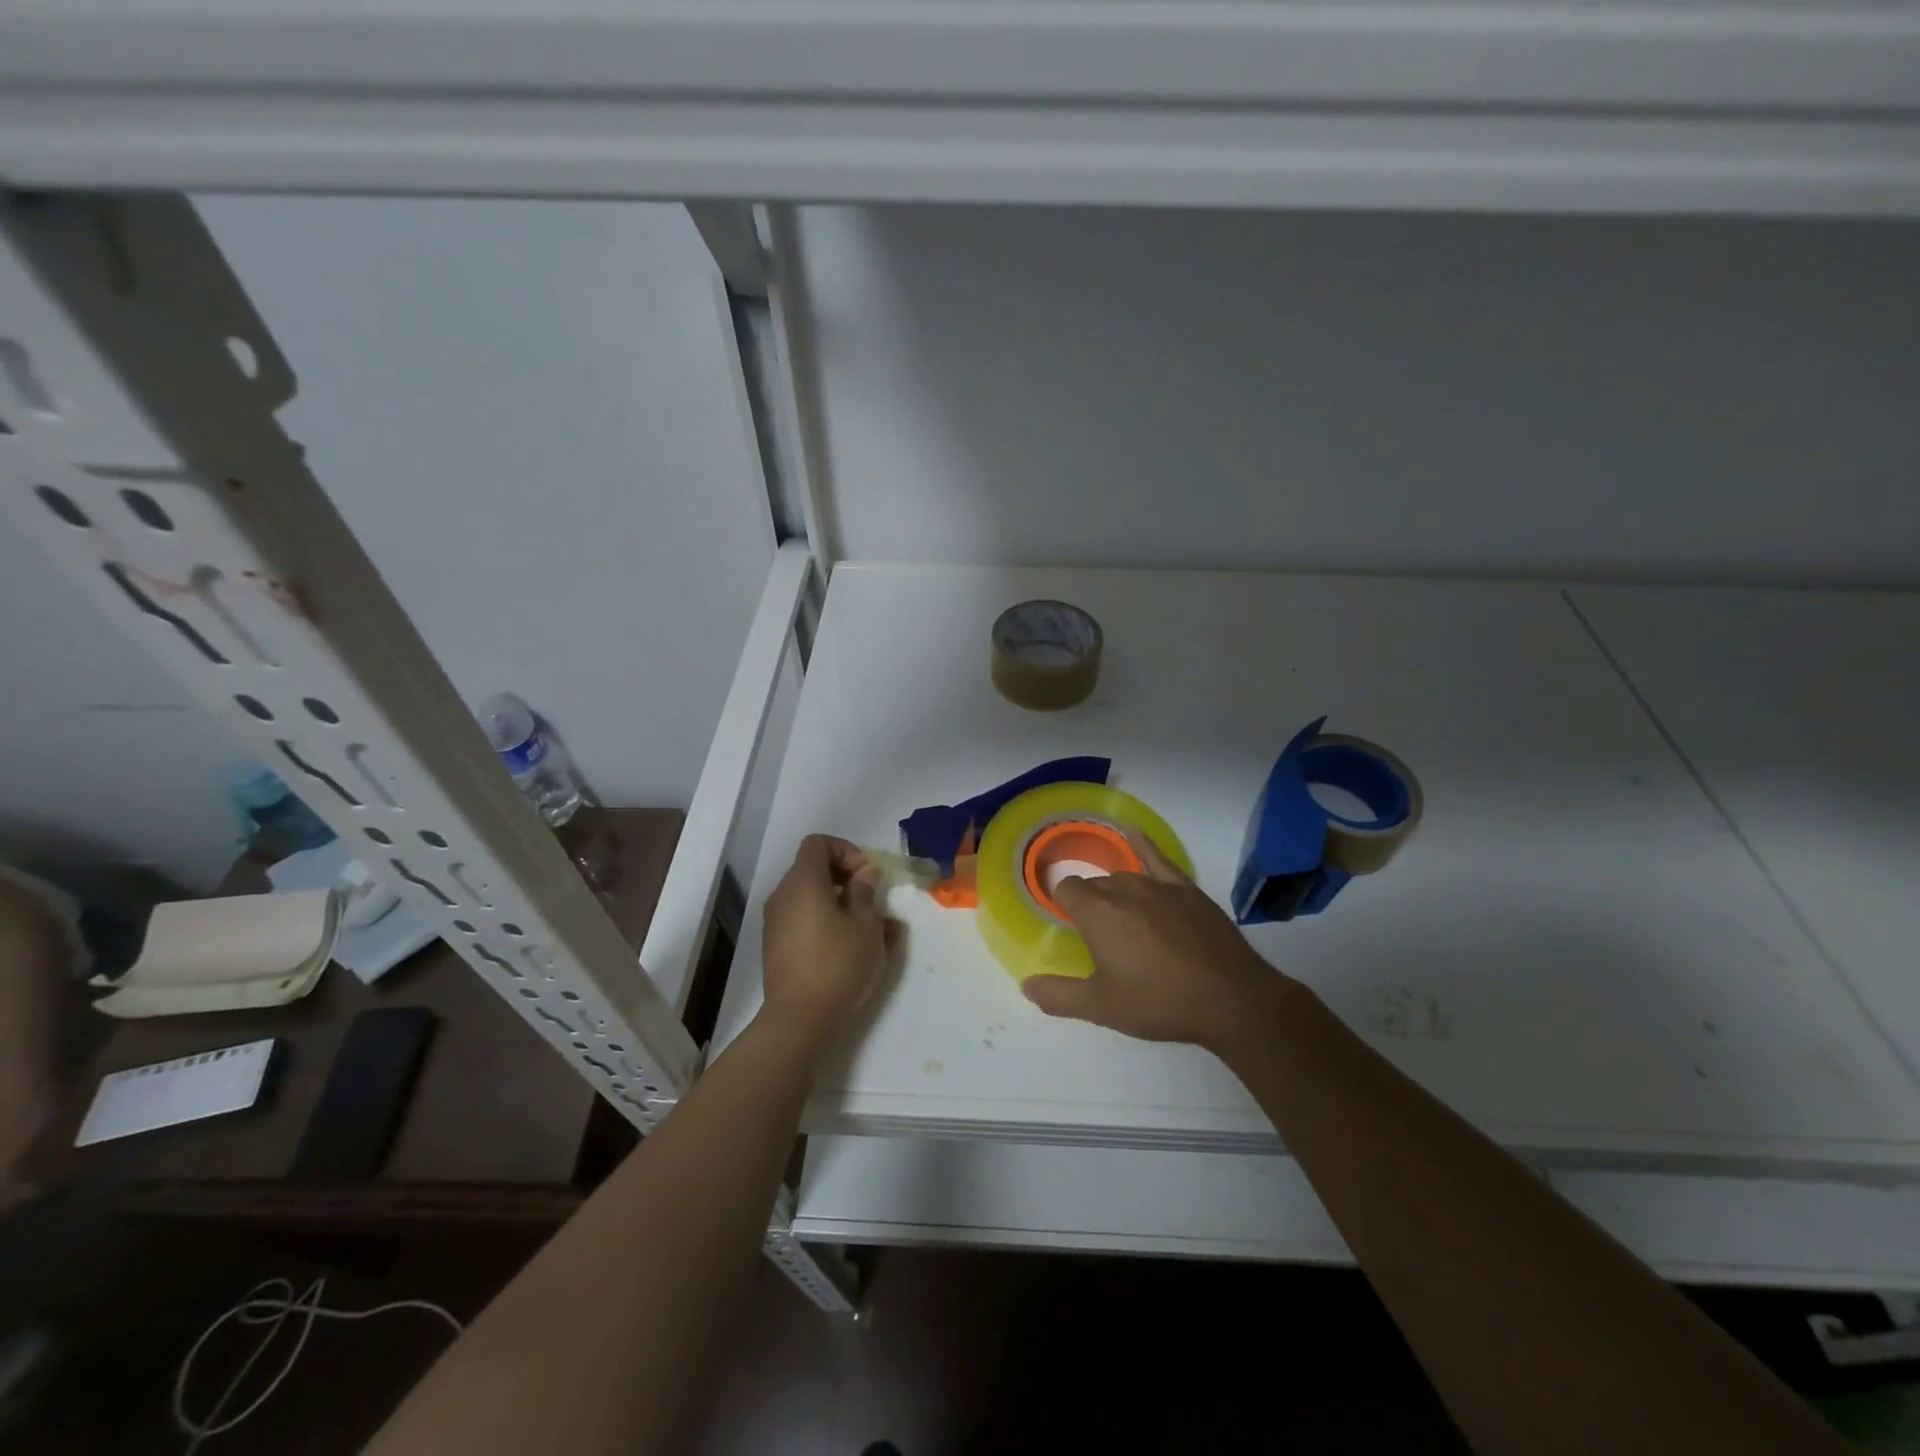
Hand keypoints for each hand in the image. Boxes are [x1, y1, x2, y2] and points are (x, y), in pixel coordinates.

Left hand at [759, 835, 897, 1044]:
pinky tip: (848, 947)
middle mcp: (783, 895)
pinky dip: (824, 921)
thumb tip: (864, 875)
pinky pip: (802, 919)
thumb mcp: (866, 925)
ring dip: (838, 902)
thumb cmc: (838, 963)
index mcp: (803, 881)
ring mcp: (775, 922)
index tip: (867, 876)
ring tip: (867, 928)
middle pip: (813, 868)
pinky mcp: (776, 946)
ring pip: (810, 896)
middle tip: (871, 900)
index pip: (818, 843)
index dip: (846, 851)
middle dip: (846, 877)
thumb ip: (866, 892)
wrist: (799, 1017)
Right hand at [1023, 830, 1294, 1055]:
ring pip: (1122, 876)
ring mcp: (1158, 885)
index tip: (1069, 927)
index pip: (1066, 890)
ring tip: (1121, 918)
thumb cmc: (1159, 1002)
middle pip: (1094, 884)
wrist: (1230, 998)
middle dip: (1089, 903)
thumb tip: (1026, 984)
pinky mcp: (1187, 888)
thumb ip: (1058, 995)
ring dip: (1115, 891)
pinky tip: (1133, 832)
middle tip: (1098, 937)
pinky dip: (1142, 843)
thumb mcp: (1101, 1007)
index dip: (1063, 906)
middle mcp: (1122, 888)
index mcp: (1096, 912)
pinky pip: (1157, 856)